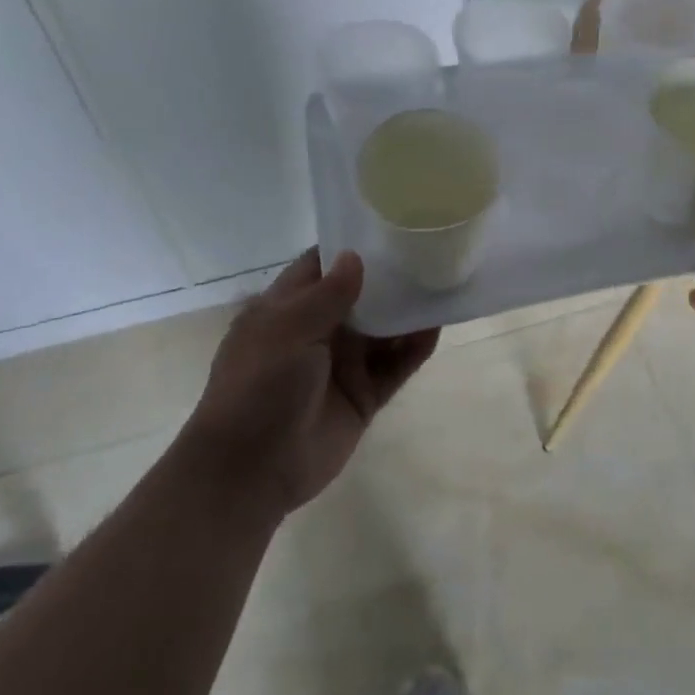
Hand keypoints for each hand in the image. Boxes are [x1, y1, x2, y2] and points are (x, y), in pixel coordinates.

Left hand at [184, 249, 438, 516]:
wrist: (252, 470)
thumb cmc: (259, 388)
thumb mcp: (286, 331)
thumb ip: (326, 295)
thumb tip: (356, 256)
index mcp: (286, 310)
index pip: (320, 267)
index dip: (349, 247)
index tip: (387, 225)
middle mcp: (316, 332)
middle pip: (360, 296)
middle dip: (389, 277)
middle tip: (428, 250)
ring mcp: (341, 365)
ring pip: (383, 330)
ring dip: (407, 311)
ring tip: (441, 283)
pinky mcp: (363, 395)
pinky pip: (395, 366)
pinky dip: (415, 348)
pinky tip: (437, 326)